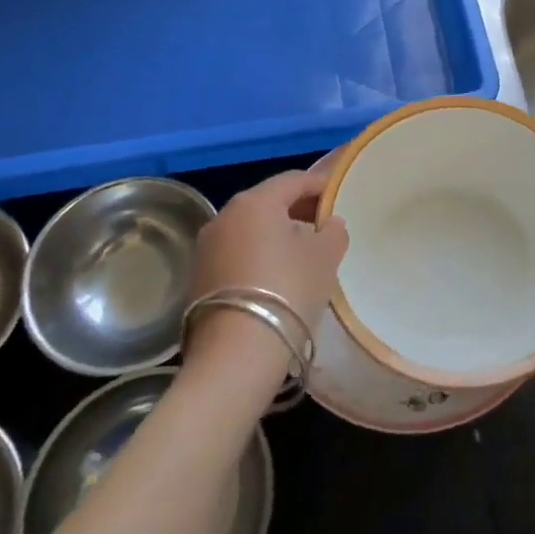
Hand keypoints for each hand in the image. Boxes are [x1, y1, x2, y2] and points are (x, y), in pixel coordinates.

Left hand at [185, 168, 348, 384]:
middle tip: (322, 224)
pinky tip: (275, 276)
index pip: (293, 180)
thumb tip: (330, 222)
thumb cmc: (288, 290)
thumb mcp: (325, 257)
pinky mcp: (198, 276)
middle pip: (268, 202)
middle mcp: (225, 215)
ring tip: (301, 253)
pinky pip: (235, 253)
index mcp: (255, 202)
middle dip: (296, 209)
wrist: (236, 353)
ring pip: (249, 228)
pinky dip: (256, 255)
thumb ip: (333, 231)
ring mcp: (206, 247)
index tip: (337, 196)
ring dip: (275, 234)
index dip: (318, 185)